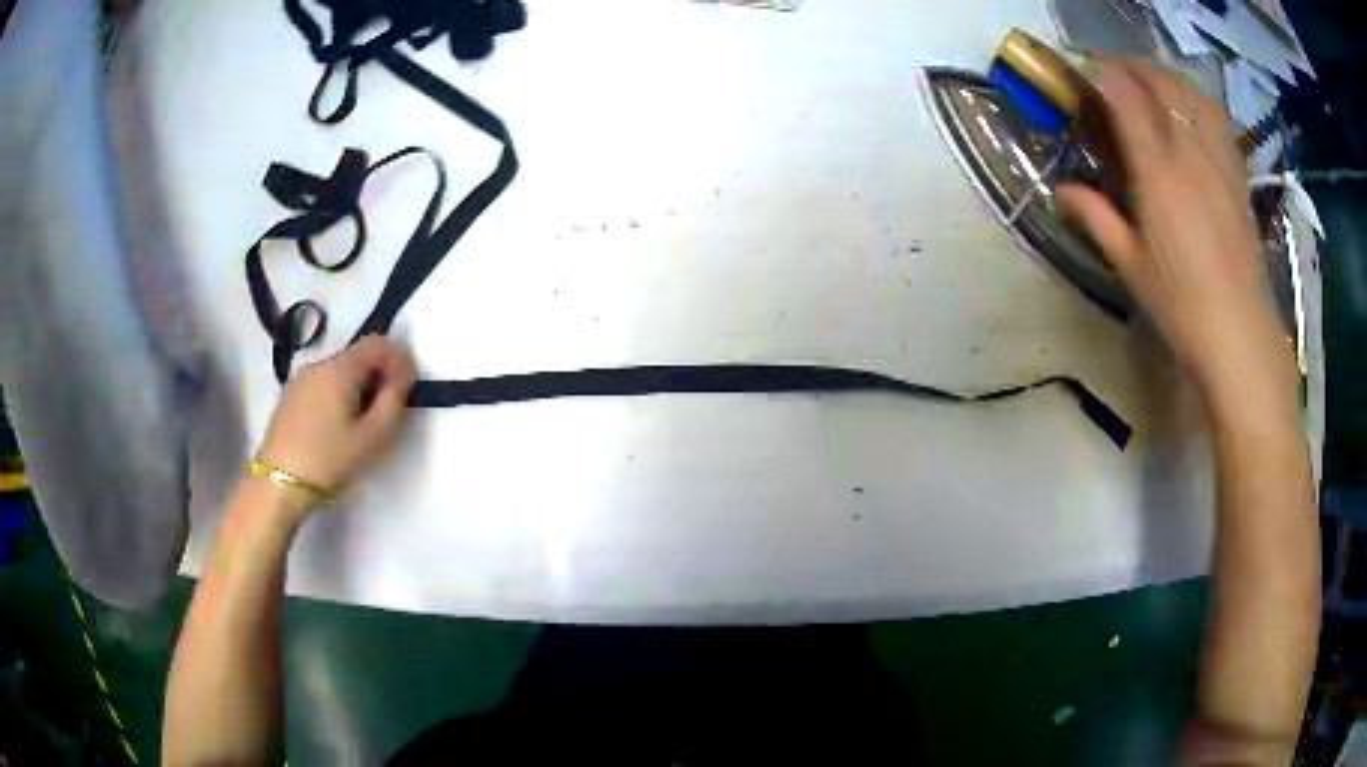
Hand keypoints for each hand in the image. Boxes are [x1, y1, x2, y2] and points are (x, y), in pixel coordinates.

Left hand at [257, 335, 416, 499]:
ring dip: (354, 389)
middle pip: (357, 357)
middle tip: (382, 416)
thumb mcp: (374, 435)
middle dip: (375, 378)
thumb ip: (395, 397)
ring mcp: (299, 380)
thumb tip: (405, 369)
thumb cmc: (330, 460)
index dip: (397, 361)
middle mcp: (319, 364)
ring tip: (356, 427)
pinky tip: (332, 430)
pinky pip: (320, 386)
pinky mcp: (288, 397)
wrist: (278, 485)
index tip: (403, 392)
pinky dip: (334, 398)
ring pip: (338, 373)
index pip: (378, 343)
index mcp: (341, 368)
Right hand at [1057, 62, 1296, 421]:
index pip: (1128, 97)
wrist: (1240, 334)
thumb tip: (1062, 193)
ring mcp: (1219, 163)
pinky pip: (1220, 122)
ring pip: (1194, 95)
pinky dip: (1201, 104)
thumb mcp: (1130, 265)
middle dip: (1137, 68)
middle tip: (1119, 74)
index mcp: (1157, 173)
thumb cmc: (1181, 305)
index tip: (1091, 72)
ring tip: (1157, 88)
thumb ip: (1096, 218)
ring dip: (1171, 80)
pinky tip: (1194, 116)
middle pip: (1163, 84)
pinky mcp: (1238, 178)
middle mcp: (1189, 154)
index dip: (1107, 74)